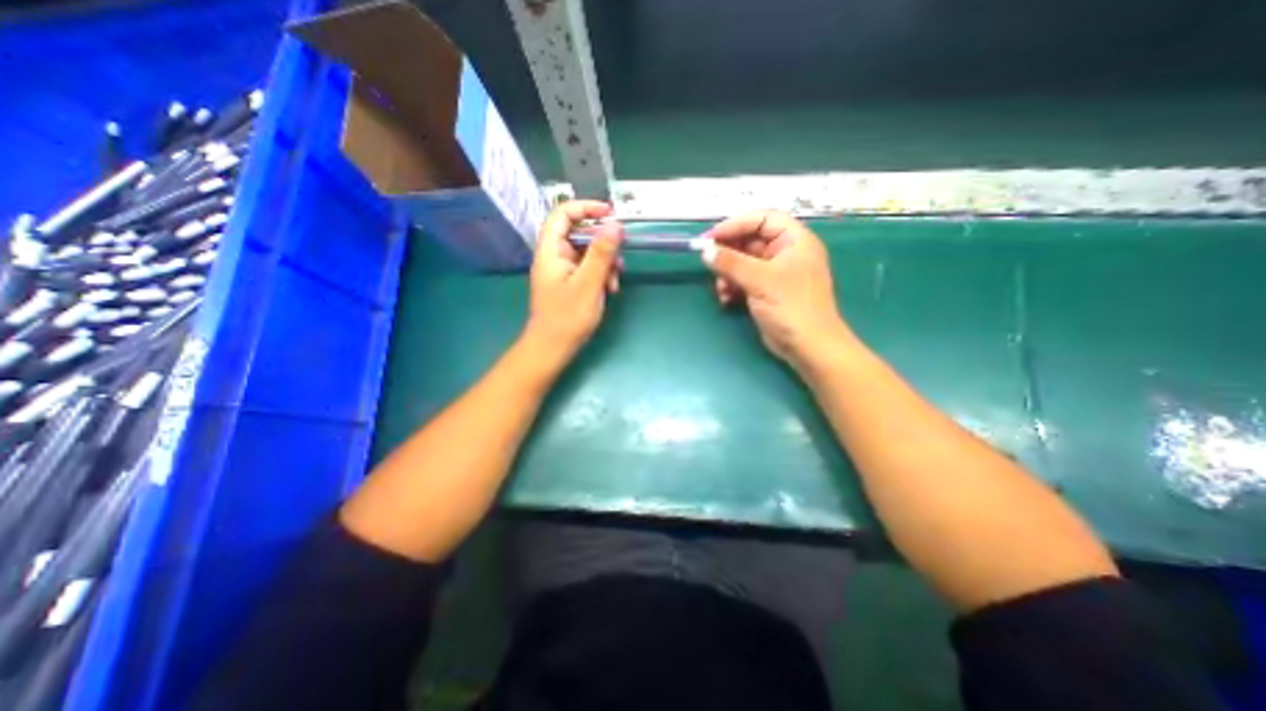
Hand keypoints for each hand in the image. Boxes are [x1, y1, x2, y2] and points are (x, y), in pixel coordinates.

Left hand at [525, 204, 621, 364]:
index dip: (586, 208)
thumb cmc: (567, 317)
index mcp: (551, 250)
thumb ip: (601, 253)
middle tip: (620, 256)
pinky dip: (601, 275)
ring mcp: (562, 271)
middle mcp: (554, 256)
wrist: (553, 348)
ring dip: (605, 263)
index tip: (610, 214)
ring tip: (615, 282)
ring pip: (587, 253)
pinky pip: (588, 269)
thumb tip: (615, 224)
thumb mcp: (588, 283)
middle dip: (603, 244)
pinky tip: (610, 290)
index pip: (562, 214)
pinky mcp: (570, 283)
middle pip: (579, 234)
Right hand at [702, 210, 861, 371]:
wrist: (807, 346)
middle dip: (728, 252)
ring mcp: (775, 273)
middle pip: (750, 240)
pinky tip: (725, 298)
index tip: (711, 237)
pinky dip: (732, 286)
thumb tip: (706, 251)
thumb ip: (731, 263)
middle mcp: (785, 253)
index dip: (736, 224)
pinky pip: (744, 280)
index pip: (762, 219)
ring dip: (727, 273)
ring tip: (720, 288)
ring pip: (743, 262)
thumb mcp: (760, 281)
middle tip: (708, 260)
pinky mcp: (766, 291)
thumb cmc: (791, 307)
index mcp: (794, 240)